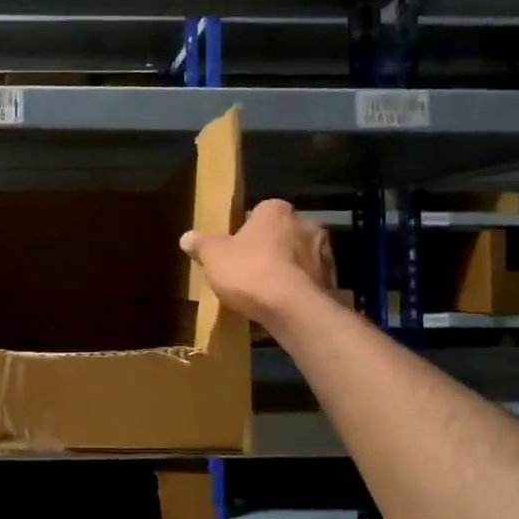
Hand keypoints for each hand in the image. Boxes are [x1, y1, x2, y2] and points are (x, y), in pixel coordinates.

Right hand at [180, 199, 335, 325]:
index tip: (234, 248)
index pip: (260, 212)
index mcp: (276, 210)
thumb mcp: (214, 256)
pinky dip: (297, 288)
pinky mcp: (332, 280)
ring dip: (285, 268)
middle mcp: (305, 223)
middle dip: (268, 247)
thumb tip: (186, 237)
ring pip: (297, 257)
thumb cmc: (250, 271)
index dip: (246, 230)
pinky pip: (308, 280)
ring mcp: (323, 252)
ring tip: (265, 291)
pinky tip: (282, 304)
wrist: (294, 308)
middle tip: (248, 269)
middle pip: (281, 233)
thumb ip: (201, 244)